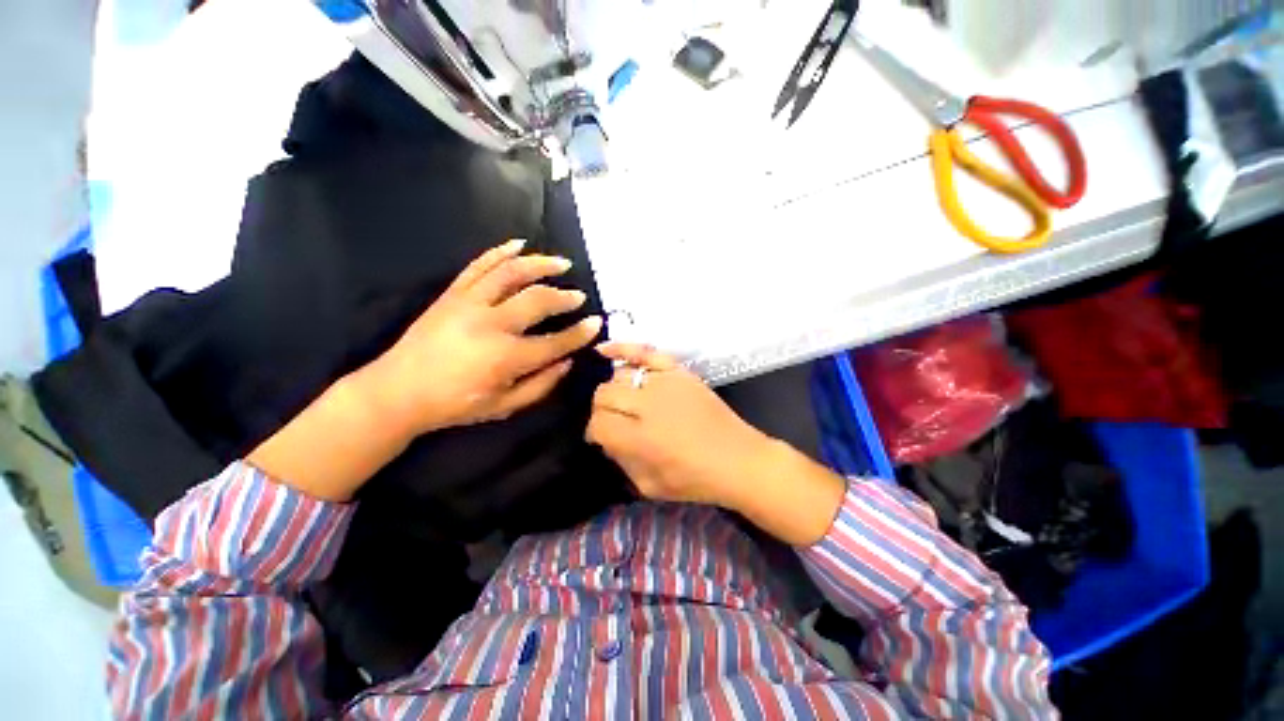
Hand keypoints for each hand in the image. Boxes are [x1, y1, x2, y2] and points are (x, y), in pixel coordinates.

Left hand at [250, 239, 600, 502]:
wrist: (397, 391)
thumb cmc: (455, 405)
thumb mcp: (504, 407)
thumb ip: (541, 385)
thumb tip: (567, 362)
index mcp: (506, 357)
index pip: (556, 342)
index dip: (580, 333)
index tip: (597, 323)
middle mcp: (491, 324)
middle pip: (538, 300)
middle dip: (564, 297)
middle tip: (579, 296)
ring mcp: (469, 303)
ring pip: (511, 273)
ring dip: (540, 264)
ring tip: (561, 262)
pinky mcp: (452, 294)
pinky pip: (479, 266)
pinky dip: (500, 252)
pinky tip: (518, 244)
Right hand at [585, 343, 772, 509]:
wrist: (738, 459)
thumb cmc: (695, 479)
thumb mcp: (649, 486)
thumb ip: (620, 461)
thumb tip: (605, 438)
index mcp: (639, 439)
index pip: (598, 424)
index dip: (594, 433)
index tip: (600, 439)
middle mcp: (647, 406)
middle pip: (604, 396)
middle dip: (601, 411)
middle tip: (613, 422)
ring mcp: (664, 383)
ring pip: (619, 376)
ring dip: (614, 390)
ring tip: (622, 402)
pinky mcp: (678, 372)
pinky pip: (645, 352)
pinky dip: (623, 349)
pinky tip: (604, 350)